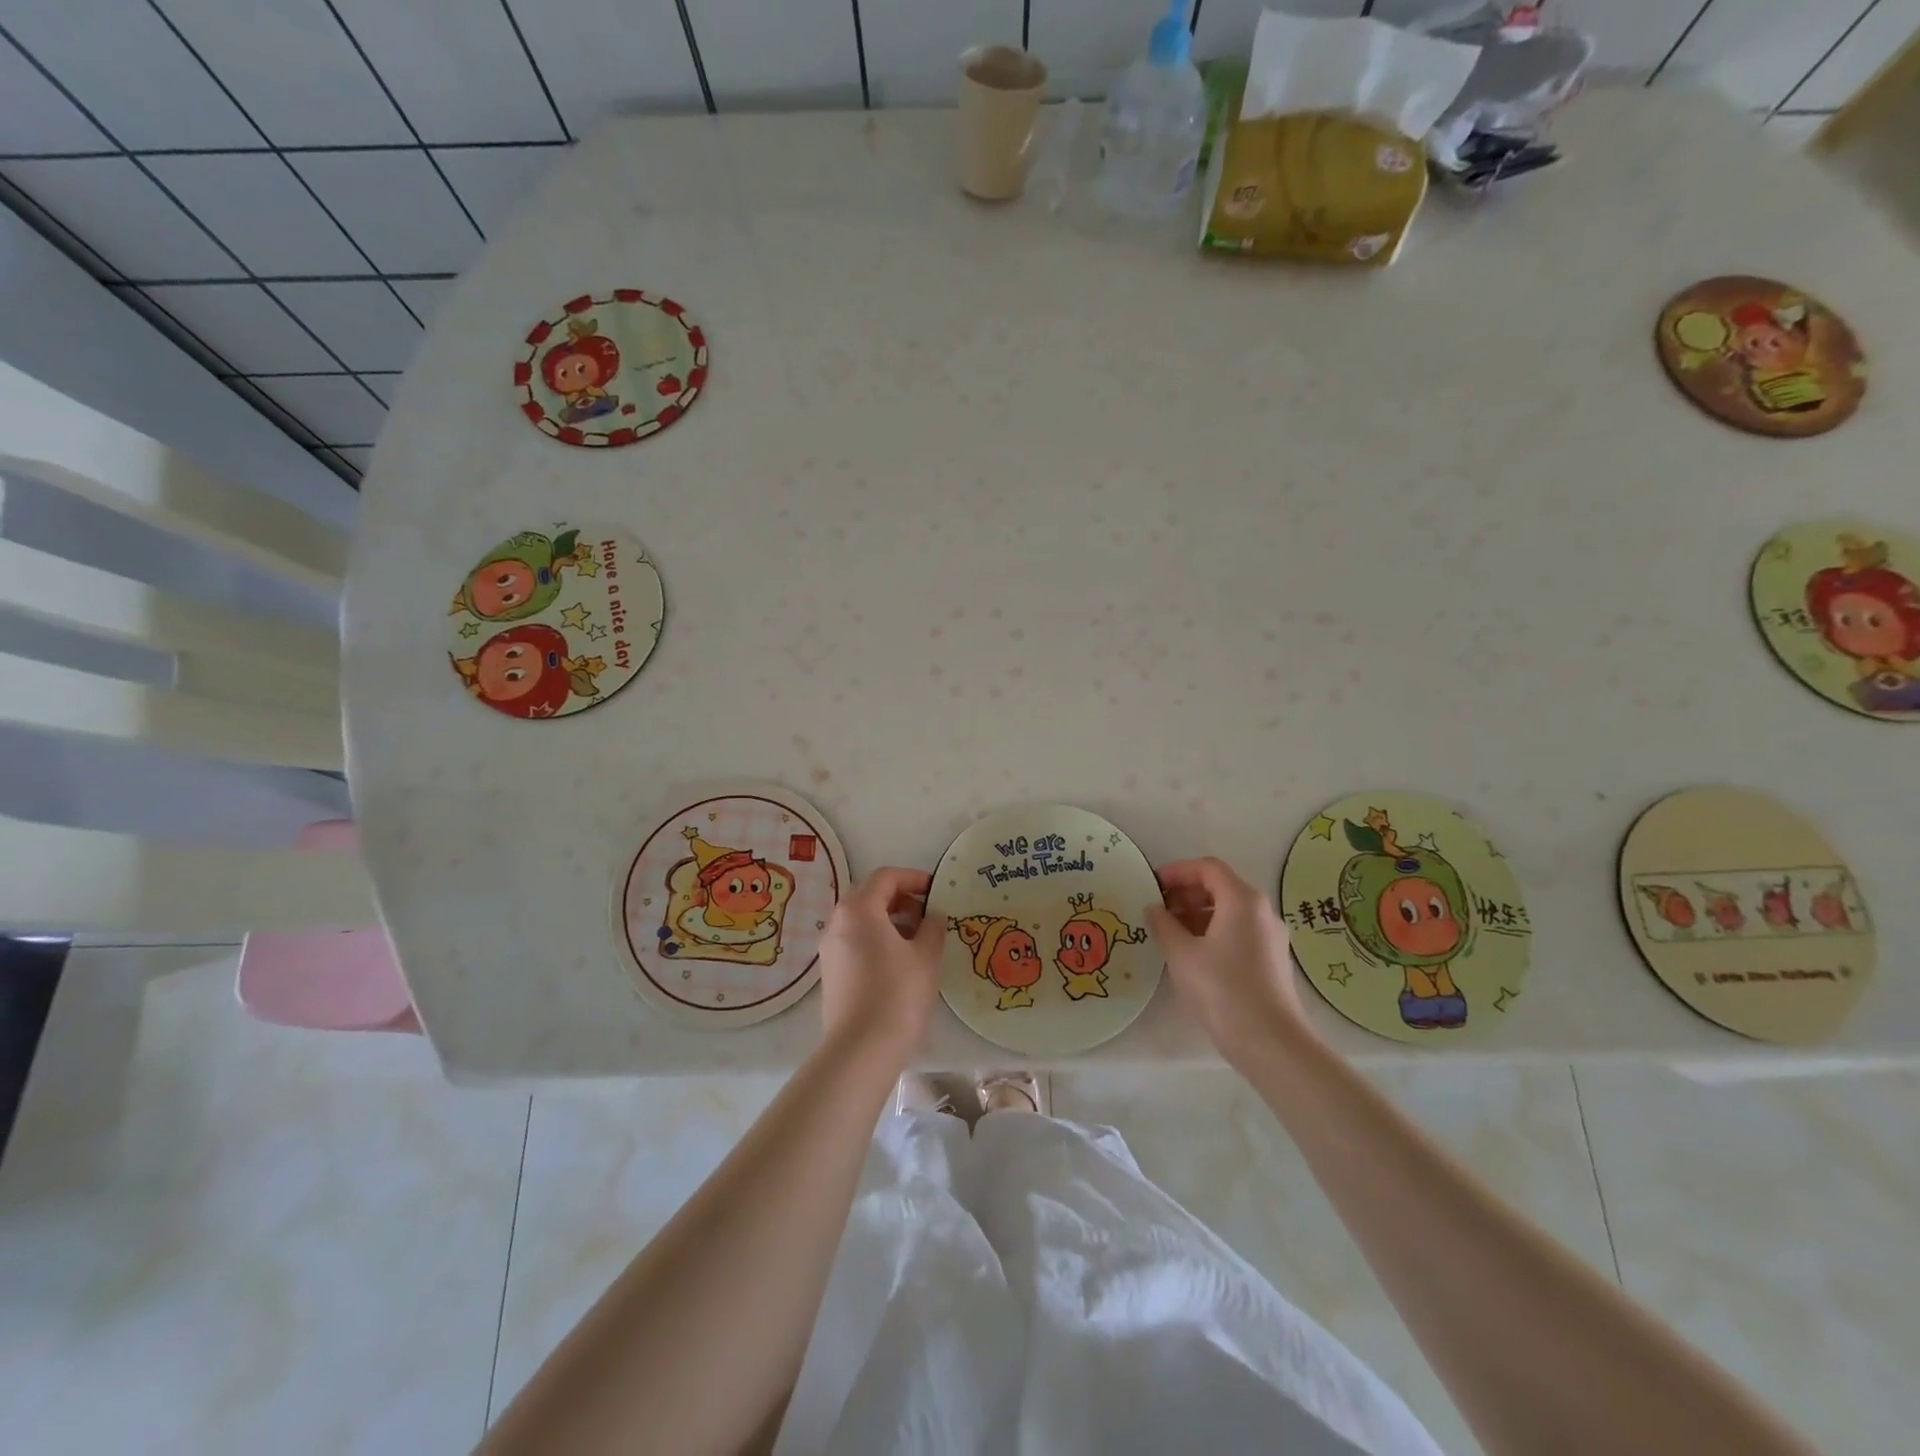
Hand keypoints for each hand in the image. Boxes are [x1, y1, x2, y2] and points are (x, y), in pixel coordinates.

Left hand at [818, 867, 944, 1068]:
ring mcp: (830, 949)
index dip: (913, 878)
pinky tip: (900, 962)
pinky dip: (877, 939)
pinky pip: (855, 941)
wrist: (860, 1050)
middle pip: (869, 895)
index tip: (936, 890)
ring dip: (889, 920)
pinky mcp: (831, 973)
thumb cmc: (897, 994)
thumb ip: (932, 927)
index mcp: (859, 909)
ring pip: (861, 920)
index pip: (885, 877)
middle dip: (900, 898)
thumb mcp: (926, 956)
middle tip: (927, 913)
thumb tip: (932, 916)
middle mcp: (837, 922)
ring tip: (918, 939)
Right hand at [1146, 858, 1316, 1065]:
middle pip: (1221, 886)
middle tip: (1158, 909)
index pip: (1208, 868)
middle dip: (1186, 893)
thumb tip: (1154, 908)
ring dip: (1198, 913)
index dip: (1177, 871)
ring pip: (1230, 911)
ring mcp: (1271, 936)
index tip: (1153, 884)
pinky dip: (1214, 931)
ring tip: (1170, 932)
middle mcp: (1262, 911)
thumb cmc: (1222, 989)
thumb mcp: (1181, 954)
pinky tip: (1193, 954)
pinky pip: (1239, 931)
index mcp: (1242, 900)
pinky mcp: (1272, 959)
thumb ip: (1163, 924)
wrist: (1270, 1041)